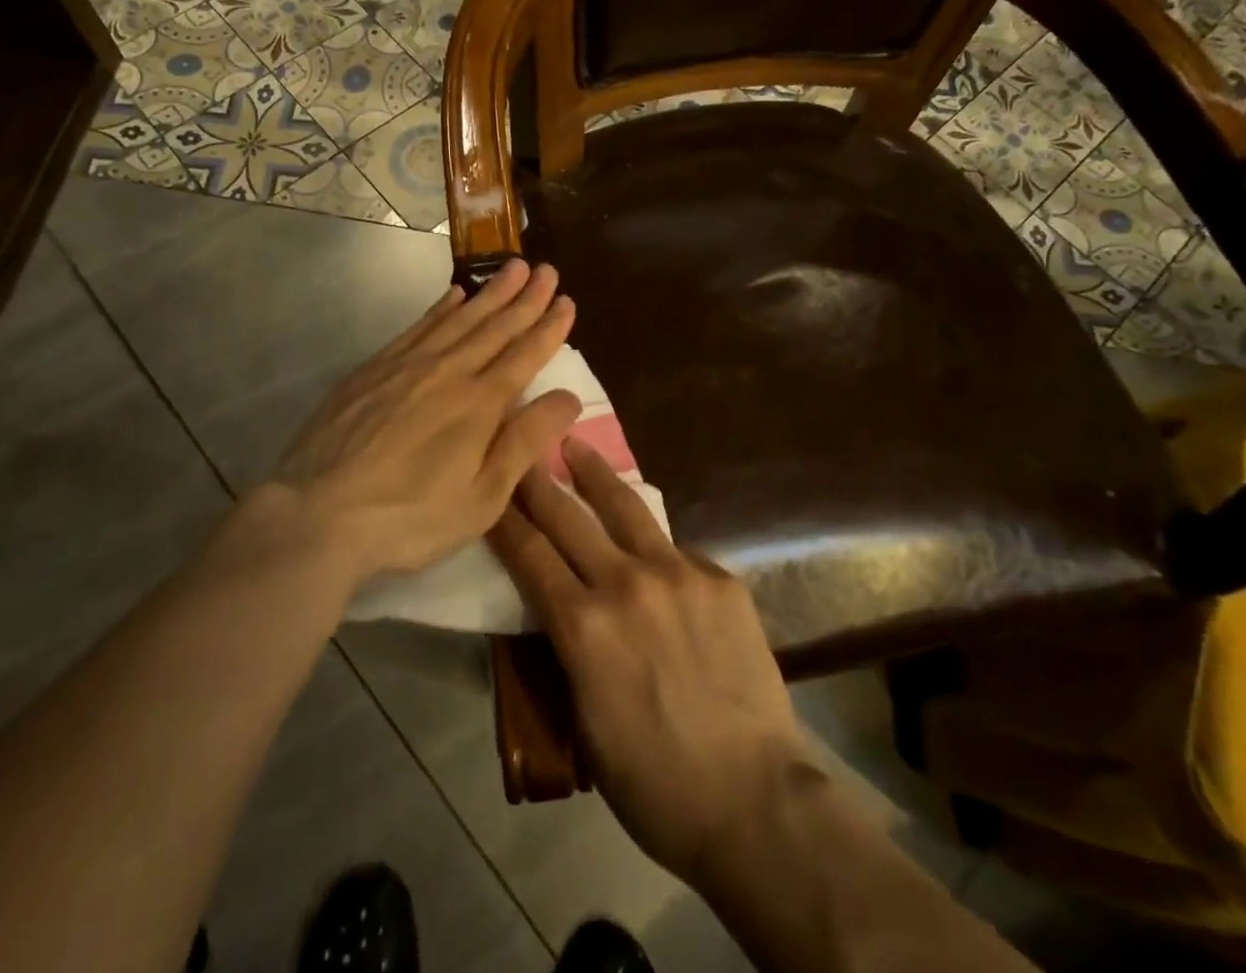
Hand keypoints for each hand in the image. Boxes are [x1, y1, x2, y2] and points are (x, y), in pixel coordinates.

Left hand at [274, 259, 580, 583]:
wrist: (318, 513)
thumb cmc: (410, 517)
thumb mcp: (481, 498)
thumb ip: (524, 442)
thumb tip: (568, 397)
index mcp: (479, 404)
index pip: (524, 355)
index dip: (548, 328)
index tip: (567, 301)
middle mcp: (448, 372)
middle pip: (494, 327)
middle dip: (525, 297)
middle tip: (547, 270)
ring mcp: (407, 365)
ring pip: (459, 318)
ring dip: (490, 292)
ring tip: (513, 267)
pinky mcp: (374, 368)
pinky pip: (418, 326)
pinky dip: (441, 307)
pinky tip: (454, 294)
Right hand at [487, 442, 806, 884]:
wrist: (755, 800)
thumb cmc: (654, 783)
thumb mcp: (583, 722)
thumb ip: (567, 651)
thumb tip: (559, 608)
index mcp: (583, 627)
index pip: (528, 554)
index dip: (504, 517)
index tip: (490, 487)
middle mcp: (626, 583)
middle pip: (569, 516)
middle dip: (538, 479)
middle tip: (521, 445)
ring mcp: (679, 574)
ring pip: (626, 508)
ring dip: (595, 473)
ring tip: (577, 444)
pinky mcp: (720, 578)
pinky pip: (676, 551)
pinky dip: (655, 548)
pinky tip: (652, 551)